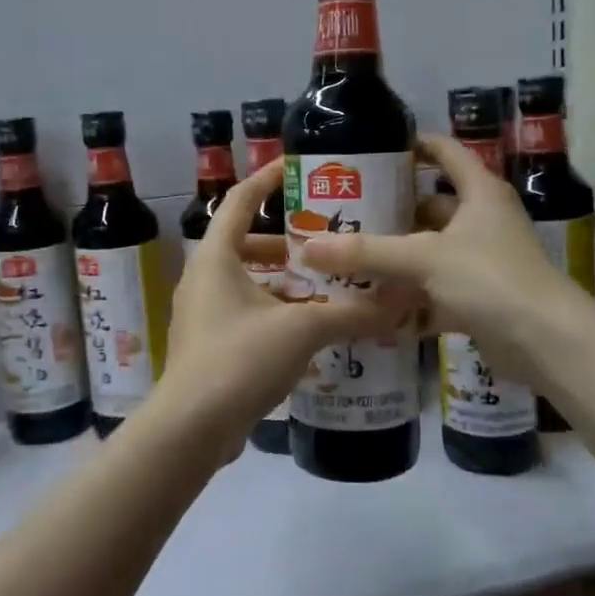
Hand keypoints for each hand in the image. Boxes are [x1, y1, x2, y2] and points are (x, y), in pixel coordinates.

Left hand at [160, 160, 412, 462]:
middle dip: (288, 243)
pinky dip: (276, 314)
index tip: (295, 168)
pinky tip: (310, 331)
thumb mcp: (302, 330)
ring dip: (285, 283)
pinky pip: (247, 315)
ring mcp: (203, 314)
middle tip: (328, 243)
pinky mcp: (209, 346)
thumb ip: (353, 313)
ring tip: (328, 288)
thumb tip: (403, 301)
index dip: (266, 180)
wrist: (191, 428)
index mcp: (215, 257)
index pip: (240, 201)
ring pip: (248, 283)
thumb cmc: (239, 359)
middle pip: (246, 244)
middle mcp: (203, 279)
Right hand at [300, 133, 576, 385]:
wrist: (545, 342)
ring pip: (430, 251)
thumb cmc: (489, 279)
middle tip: (346, 213)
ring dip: (397, 257)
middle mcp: (483, 220)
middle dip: (391, 211)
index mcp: (479, 192)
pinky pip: (435, 290)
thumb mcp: (423, 258)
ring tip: (349, 256)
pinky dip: (409, 298)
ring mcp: (482, 261)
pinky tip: (373, 305)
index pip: (444, 152)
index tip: (372, 149)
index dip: (412, 145)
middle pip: (431, 206)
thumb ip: (367, 252)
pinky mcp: (479, 298)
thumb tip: (308, 247)